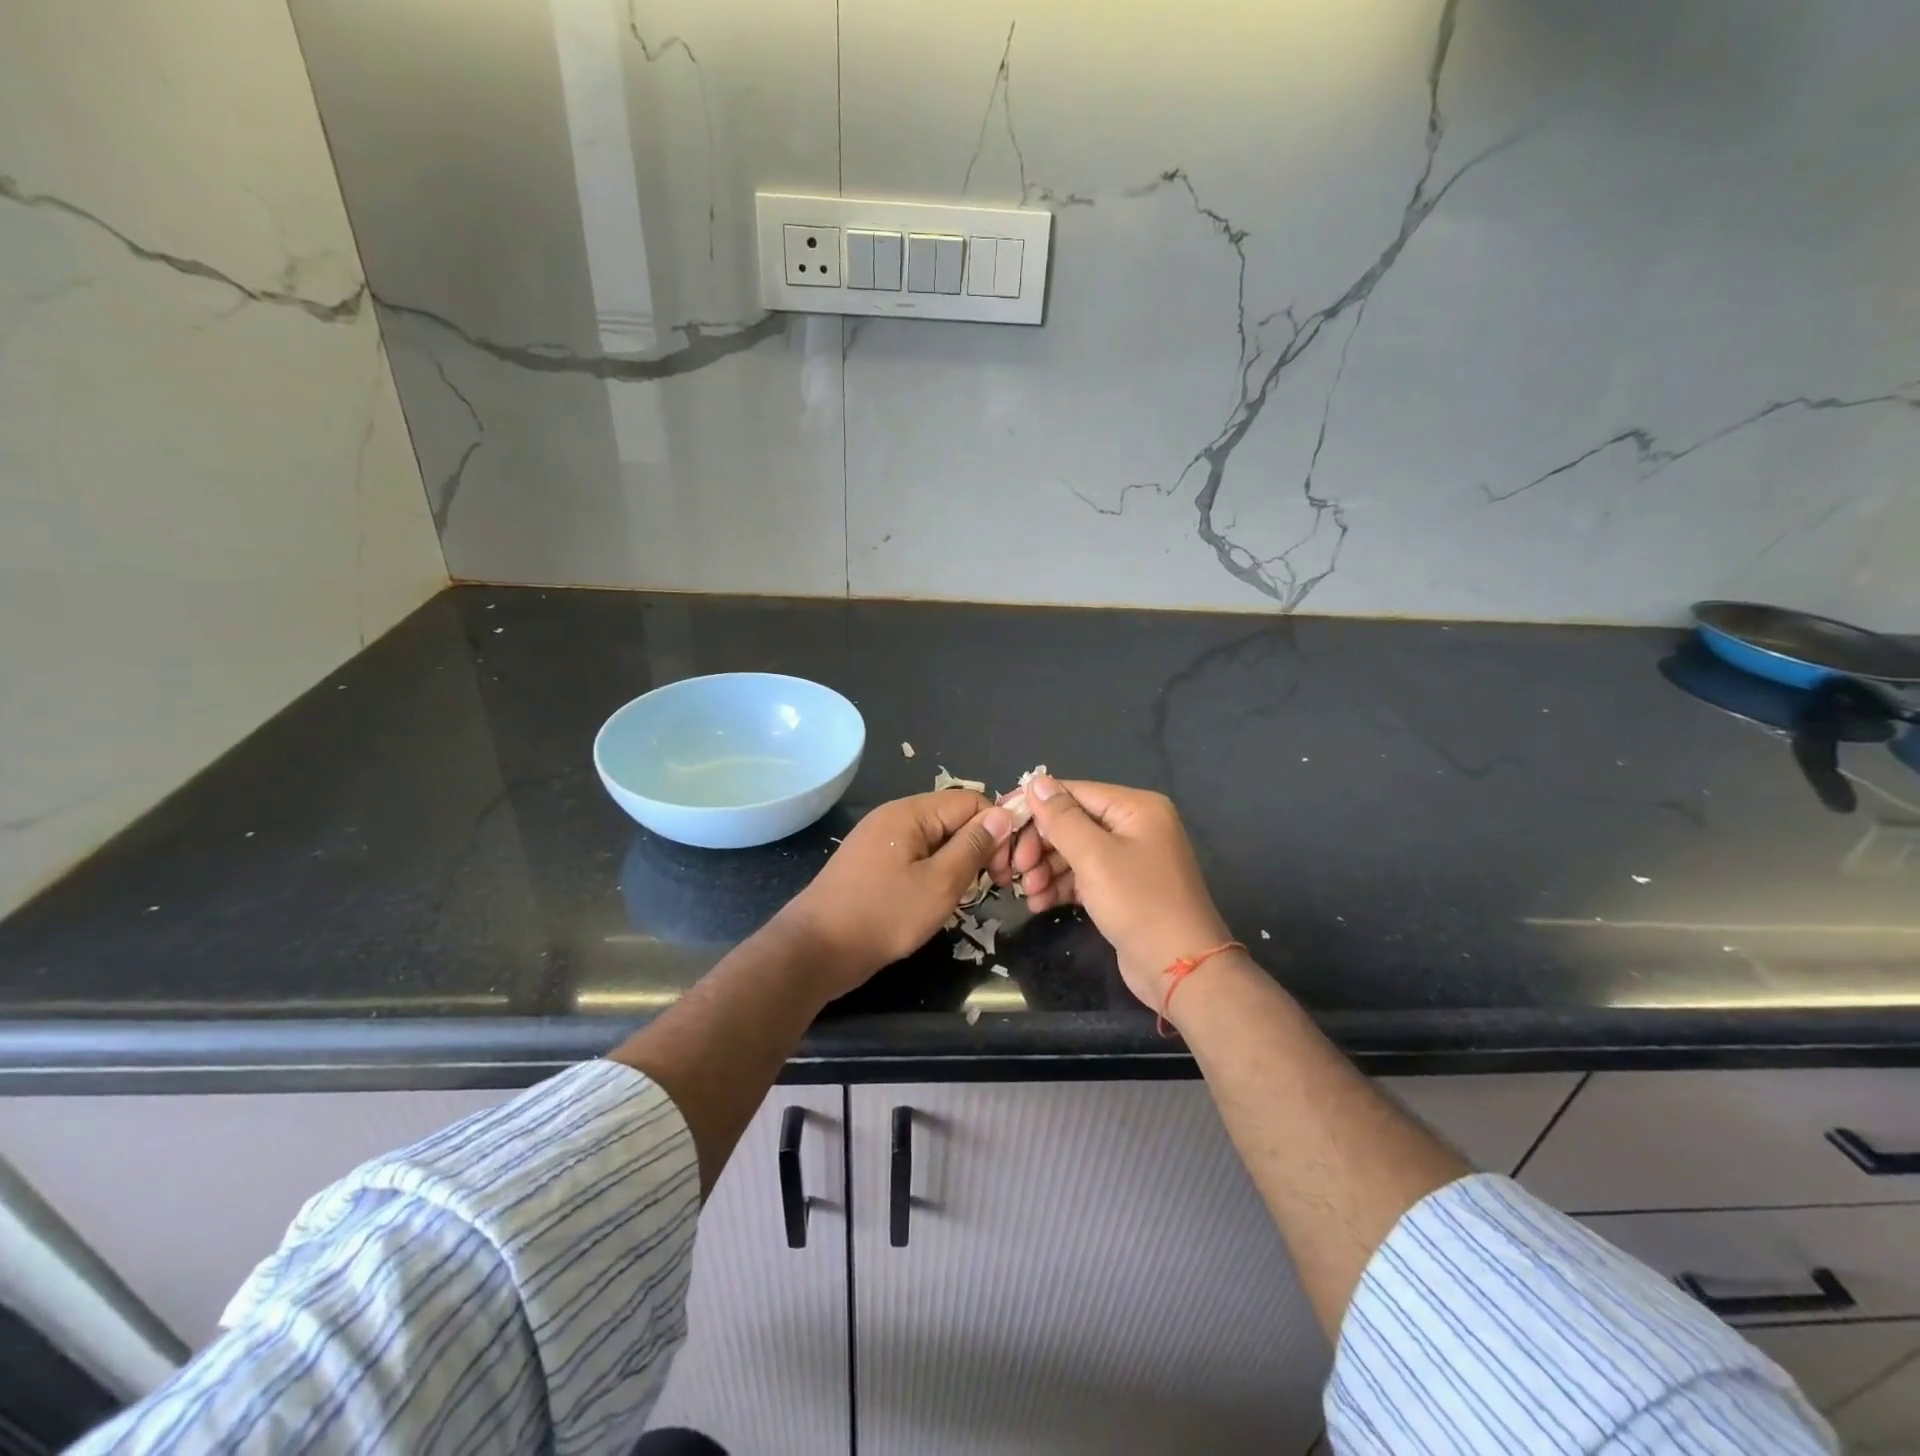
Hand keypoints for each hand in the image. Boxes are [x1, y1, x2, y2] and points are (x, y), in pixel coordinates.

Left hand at [778, 790, 1014, 997]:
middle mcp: (895, 817)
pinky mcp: (873, 864)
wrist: (815, 950)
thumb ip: (973, 847)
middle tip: (992, 888)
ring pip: (936, 840)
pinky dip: (934, 872)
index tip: (1005, 870)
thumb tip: (1003, 814)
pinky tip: (937, 899)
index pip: (972, 802)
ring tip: (964, 896)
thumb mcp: (939, 884)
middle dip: (979, 847)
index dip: (997, 831)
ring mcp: (881, 840)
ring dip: (957, 863)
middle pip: (954, 818)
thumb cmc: (882, 916)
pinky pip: (916, 856)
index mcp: (911, 812)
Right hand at [1014, 777, 1233, 1011]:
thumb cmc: (1139, 903)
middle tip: (1016, 870)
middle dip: (1040, 845)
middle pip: (1072, 822)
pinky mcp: (1122, 888)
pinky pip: (1084, 875)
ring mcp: (1129, 858)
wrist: (1180, 969)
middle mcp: (1134, 826)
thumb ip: (1061, 817)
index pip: (1073, 793)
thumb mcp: (1094, 856)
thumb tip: (1035, 781)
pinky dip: (1061, 886)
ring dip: (1046, 869)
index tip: (1001, 825)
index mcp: (1136, 807)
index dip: (1035, 807)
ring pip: (1074, 851)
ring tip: (1028, 892)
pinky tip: (1040, 903)